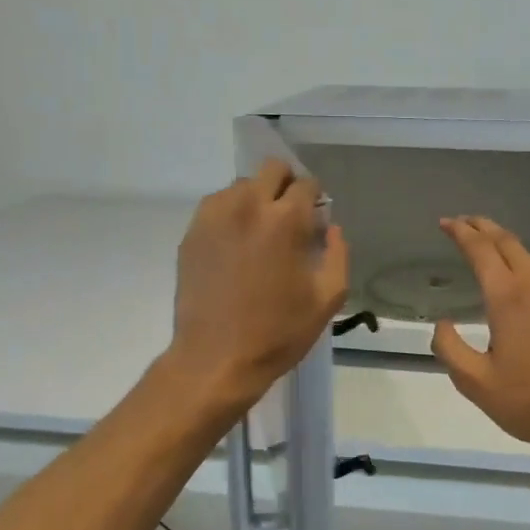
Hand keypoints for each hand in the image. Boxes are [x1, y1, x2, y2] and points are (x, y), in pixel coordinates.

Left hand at [166, 160, 348, 417]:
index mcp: (286, 221)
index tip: (315, 220)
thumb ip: (337, 255)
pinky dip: (231, 214)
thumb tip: (331, 229)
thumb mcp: (327, 300)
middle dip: (286, 186)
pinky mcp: (192, 233)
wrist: (216, 359)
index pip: (306, 184)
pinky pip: (217, 205)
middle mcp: (249, 206)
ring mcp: (215, 217)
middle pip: (272, 169)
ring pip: (242, 185)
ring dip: (257, 199)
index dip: (316, 199)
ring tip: (259, 233)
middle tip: (290, 217)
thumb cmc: (278, 333)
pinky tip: (235, 245)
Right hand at [431, 216, 529, 463]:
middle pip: (508, 243)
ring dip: (508, 250)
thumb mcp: (475, 383)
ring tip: (491, 253)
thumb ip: (449, 349)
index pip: (480, 251)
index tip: (445, 223)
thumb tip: (441, 324)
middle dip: (484, 228)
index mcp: (508, 299)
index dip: (460, 232)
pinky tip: (527, 292)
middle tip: (465, 223)